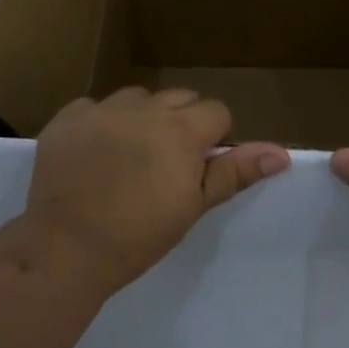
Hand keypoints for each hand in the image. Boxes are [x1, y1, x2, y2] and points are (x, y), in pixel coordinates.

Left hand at [27, 86, 289, 292]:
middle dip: (182, 123)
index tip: (198, 168)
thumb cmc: (139, 234)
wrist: (66, 249)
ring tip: (129, 156)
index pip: (216, 111)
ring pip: (137, 98)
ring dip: (142, 118)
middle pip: (179, 98)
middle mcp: (144, 108)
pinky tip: (93, 154)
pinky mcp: (67, 118)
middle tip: (167, 164)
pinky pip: (94, 106)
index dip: (214, 138)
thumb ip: (234, 172)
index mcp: (181, 129)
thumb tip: (282, 153)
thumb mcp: (193, 205)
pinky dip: (100, 123)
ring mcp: (102, 109)